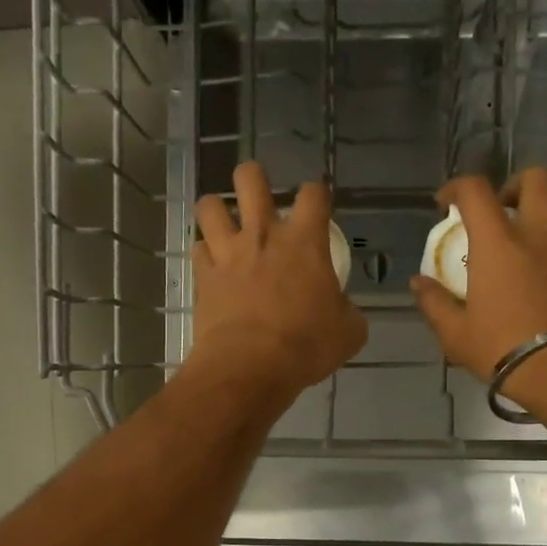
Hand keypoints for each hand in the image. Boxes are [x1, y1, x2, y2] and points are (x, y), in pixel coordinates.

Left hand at [188, 162, 366, 406]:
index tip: (316, 205)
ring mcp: (228, 252)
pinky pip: (198, 249)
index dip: (316, 193)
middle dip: (254, 177)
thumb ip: (346, 310)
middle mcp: (263, 235)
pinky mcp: (203, 276)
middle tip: (259, 196)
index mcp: (304, 241)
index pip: (314, 193)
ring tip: (225, 224)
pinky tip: (214, 265)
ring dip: (217, 209)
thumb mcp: (348, 332)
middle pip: (250, 178)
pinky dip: (205, 254)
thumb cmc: (306, 346)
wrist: (250, 367)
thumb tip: (342, 309)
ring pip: (210, 205)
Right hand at [409, 169, 546, 410]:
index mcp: (498, 242)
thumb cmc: (504, 349)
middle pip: (537, 178)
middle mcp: (539, 232)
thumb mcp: (456, 334)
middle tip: (505, 209)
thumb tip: (417, 284)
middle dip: (516, 185)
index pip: (475, 191)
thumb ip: (434, 303)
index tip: (447, 204)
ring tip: (546, 220)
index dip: (457, 187)